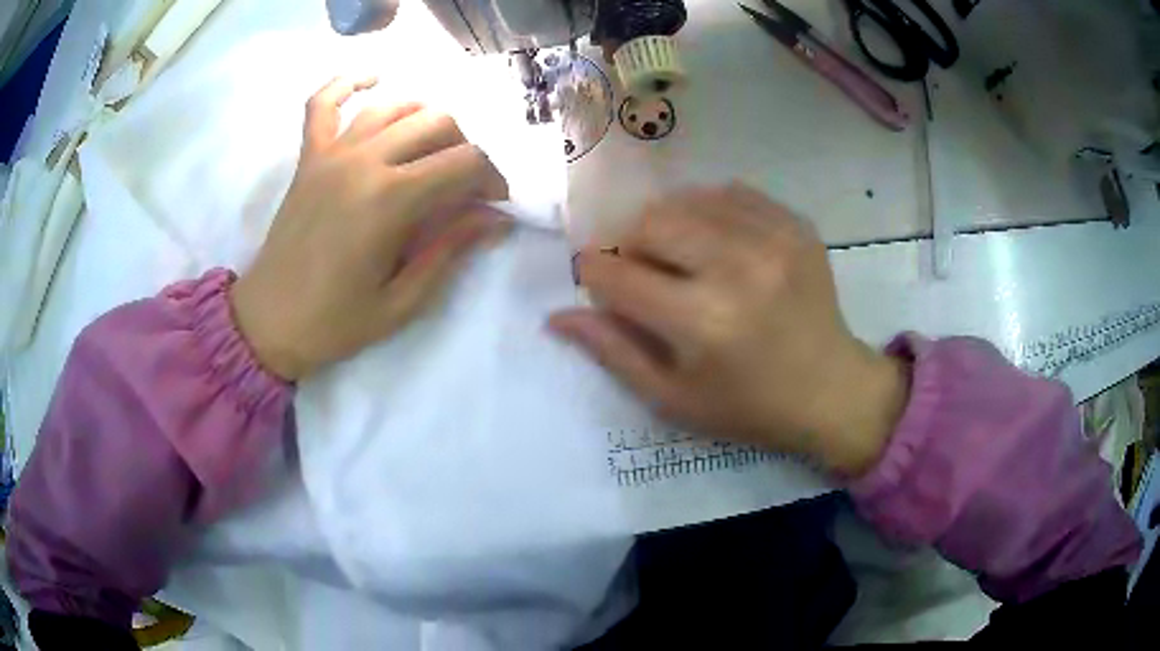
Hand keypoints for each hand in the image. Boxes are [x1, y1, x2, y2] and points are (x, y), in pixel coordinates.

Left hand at [230, 77, 509, 380]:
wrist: (269, 322)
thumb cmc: (335, 322)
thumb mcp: (402, 301)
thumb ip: (449, 251)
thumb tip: (496, 220)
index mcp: (390, 201)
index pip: (464, 162)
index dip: (492, 178)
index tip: (495, 203)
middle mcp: (364, 162)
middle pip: (436, 123)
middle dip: (466, 147)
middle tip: (465, 183)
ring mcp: (331, 154)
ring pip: (394, 107)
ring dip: (425, 117)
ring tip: (435, 145)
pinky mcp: (308, 158)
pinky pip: (323, 103)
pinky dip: (347, 84)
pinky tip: (373, 80)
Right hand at [549, 185, 908, 476]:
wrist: (831, 389)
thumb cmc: (748, 406)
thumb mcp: (672, 397)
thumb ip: (612, 351)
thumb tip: (557, 316)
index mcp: (702, 322)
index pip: (614, 275)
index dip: (593, 275)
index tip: (601, 284)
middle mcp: (737, 268)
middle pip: (649, 221)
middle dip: (630, 244)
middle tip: (643, 272)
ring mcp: (773, 238)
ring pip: (686, 199)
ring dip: (668, 225)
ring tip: (682, 257)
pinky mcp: (795, 224)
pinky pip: (729, 193)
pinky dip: (710, 213)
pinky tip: (720, 244)